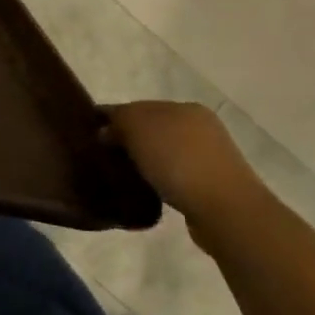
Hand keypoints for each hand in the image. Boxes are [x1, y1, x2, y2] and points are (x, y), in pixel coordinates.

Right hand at [109, 101, 268, 246]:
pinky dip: (159, 177)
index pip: (139, 106)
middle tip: (103, 156)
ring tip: (123, 175)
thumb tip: (106, 129)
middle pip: (153, 128)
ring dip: (144, 159)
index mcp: (184, 107)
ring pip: (165, 151)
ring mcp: (209, 155)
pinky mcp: (211, 184)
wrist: (224, 208)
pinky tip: (148, 189)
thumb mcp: (139, 128)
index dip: (113, 117)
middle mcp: (200, 126)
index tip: (90, 134)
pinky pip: (175, 174)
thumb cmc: (178, 160)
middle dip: (128, 139)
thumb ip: (119, 120)